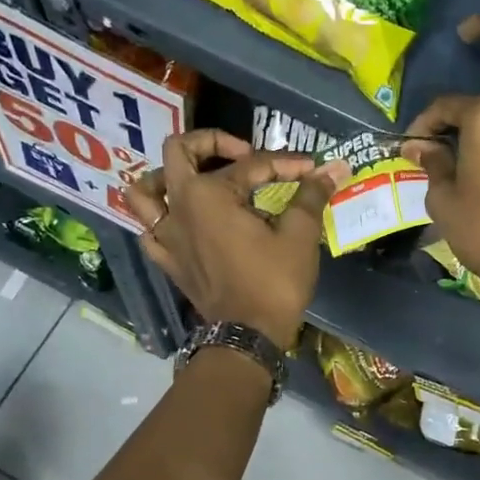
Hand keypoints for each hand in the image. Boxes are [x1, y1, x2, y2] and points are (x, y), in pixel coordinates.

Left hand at [128, 129, 345, 348]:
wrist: (247, 336)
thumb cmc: (274, 282)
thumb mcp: (299, 235)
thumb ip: (311, 195)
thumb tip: (333, 168)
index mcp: (209, 193)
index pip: (251, 165)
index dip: (286, 164)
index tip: (313, 170)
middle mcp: (179, 206)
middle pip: (179, 153)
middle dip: (211, 143)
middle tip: (243, 153)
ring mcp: (166, 234)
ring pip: (145, 190)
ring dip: (166, 176)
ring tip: (195, 178)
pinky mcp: (167, 260)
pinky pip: (149, 229)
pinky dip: (160, 218)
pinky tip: (182, 220)